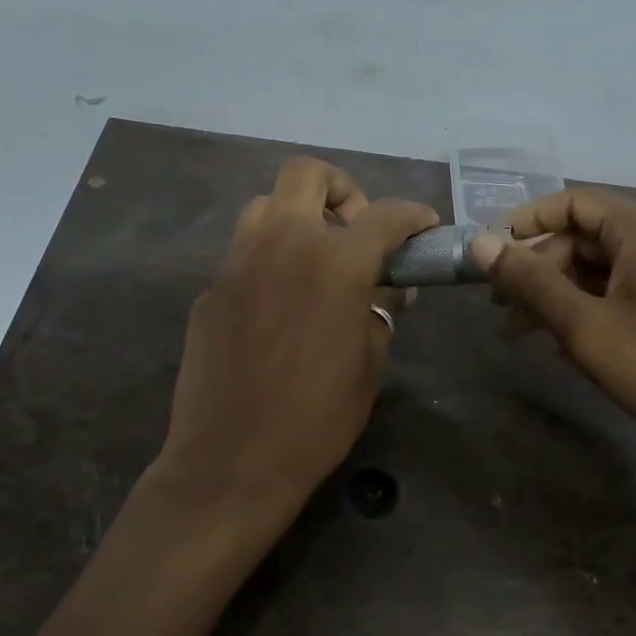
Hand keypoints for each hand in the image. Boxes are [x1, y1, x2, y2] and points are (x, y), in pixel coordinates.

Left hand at [156, 157, 437, 537]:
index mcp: (335, 262)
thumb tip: (389, 289)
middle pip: (307, 174)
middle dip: (342, 190)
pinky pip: (244, 252)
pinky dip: (270, 258)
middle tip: (356, 232)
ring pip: (266, 206)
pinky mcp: (210, 288)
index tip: (425, 227)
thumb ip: (382, 311)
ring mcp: (238, 262)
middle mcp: (283, 244)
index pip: (385, 214)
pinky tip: (280, 303)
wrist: (232, 460)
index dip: (414, 215)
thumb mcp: (370, 363)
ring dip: (298, 217)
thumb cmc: (317, 418)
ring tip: (316, 261)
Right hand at [469, 188, 635, 464]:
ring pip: (603, 268)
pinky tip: (567, 344)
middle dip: (538, 269)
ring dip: (560, 294)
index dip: (527, 222)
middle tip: (500, 309)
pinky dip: (590, 307)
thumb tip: (480, 244)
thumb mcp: (585, 326)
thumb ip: (530, 283)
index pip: (574, 202)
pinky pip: (625, 290)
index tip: (492, 253)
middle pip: (585, 237)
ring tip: (523, 333)